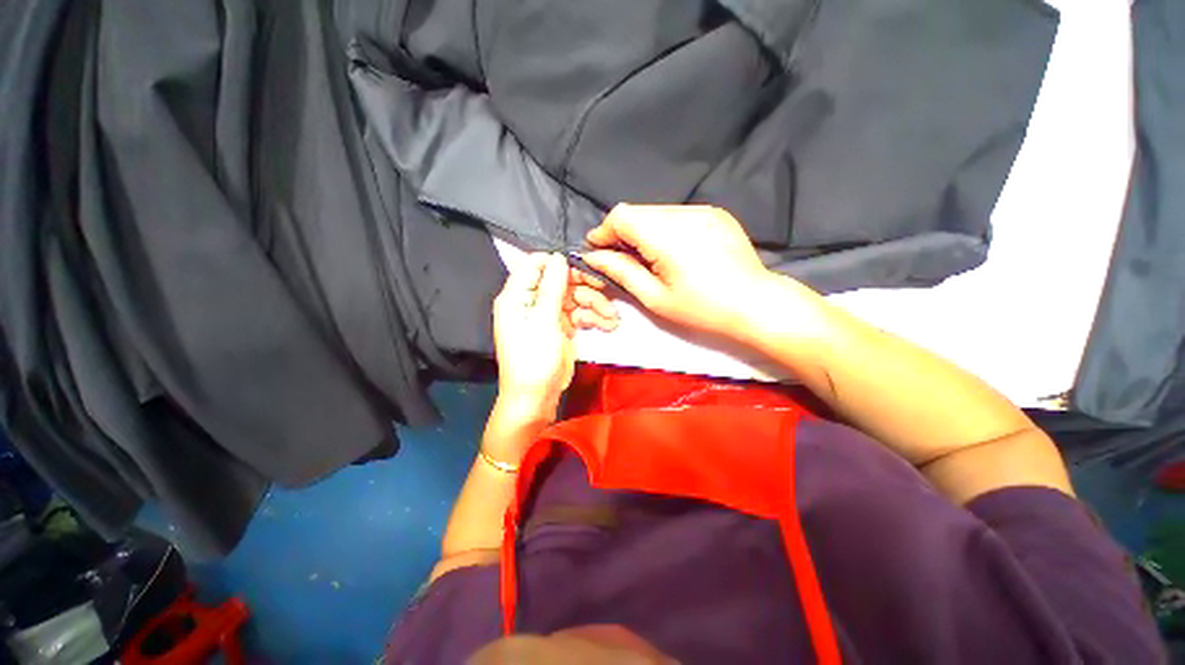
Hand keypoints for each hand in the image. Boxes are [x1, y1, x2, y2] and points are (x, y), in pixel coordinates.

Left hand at [492, 253, 617, 423]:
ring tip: (613, 317)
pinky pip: (580, 314)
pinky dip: (594, 318)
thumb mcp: (543, 320)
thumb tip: (558, 256)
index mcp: (517, 295)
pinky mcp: (563, 327)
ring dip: (596, 305)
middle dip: (584, 285)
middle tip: (606, 288)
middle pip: (561, 280)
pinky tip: (609, 325)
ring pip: (575, 297)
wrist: (537, 396)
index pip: (536, 264)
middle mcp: (532, 301)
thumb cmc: (534, 358)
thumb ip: (552, 287)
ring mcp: (549, 314)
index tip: (583, 265)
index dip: (558, 262)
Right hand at [582, 204, 810, 340]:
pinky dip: (664, 229)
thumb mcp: (655, 297)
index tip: (598, 252)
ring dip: (643, 231)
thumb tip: (594, 257)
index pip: (621, 216)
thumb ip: (621, 272)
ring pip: (656, 212)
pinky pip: (677, 215)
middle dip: (622, 233)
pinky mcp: (715, 213)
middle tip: (621, 260)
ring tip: (648, 258)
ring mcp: (703, 210)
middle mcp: (684, 213)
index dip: (604, 232)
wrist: (755, 304)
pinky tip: (672, 251)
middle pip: (637, 212)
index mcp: (667, 235)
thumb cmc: (702, 309)